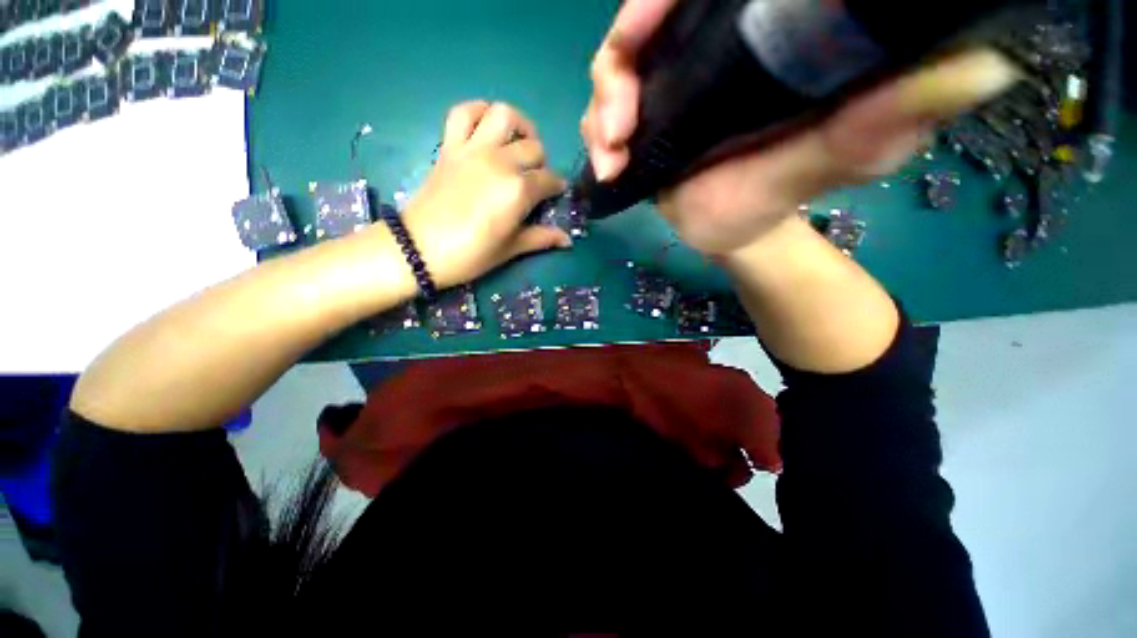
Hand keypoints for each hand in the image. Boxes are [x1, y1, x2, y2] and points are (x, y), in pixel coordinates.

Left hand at [402, 101, 572, 288]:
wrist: (419, 249)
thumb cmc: (471, 255)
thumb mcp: (511, 249)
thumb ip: (541, 238)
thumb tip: (568, 240)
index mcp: (518, 190)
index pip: (549, 180)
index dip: (557, 187)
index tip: (556, 195)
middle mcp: (500, 162)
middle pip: (534, 147)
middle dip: (541, 162)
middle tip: (536, 178)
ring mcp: (473, 150)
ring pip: (503, 115)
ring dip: (518, 125)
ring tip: (519, 143)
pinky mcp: (449, 146)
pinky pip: (462, 112)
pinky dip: (477, 111)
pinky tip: (486, 126)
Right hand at [582, 0, 1019, 254]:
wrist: (737, 232)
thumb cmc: (783, 194)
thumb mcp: (842, 155)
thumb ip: (892, 115)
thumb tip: (985, 67)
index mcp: (754, 41)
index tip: (644, 23)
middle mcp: (703, 51)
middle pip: (645, 21)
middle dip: (621, 56)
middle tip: (621, 115)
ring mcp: (666, 88)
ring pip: (615, 68)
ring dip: (603, 108)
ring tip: (613, 151)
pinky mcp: (643, 124)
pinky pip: (604, 115)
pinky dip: (598, 135)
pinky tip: (609, 165)